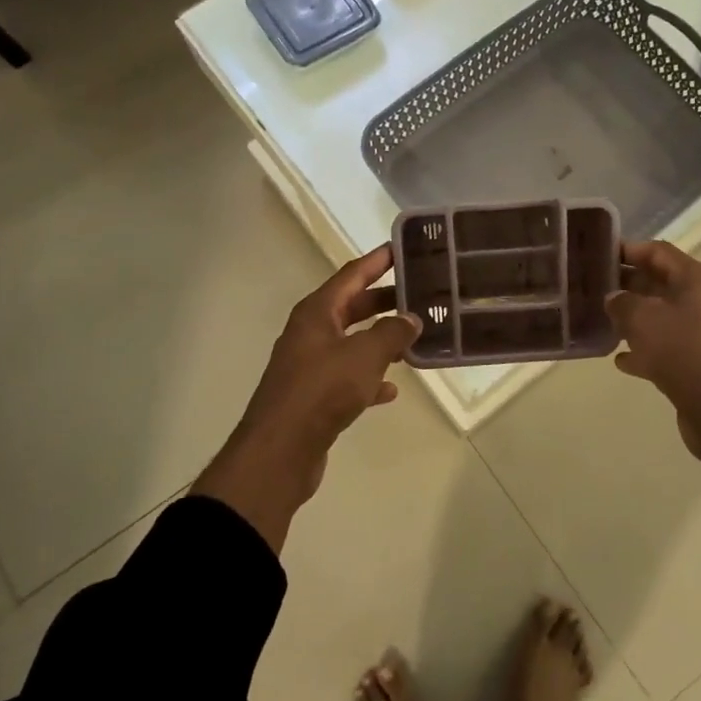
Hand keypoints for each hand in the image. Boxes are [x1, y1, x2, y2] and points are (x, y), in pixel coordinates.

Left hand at [193, 246, 419, 551]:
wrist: (280, 451)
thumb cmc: (322, 391)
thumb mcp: (365, 355)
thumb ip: (392, 333)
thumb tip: (411, 319)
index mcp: (316, 312)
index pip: (351, 275)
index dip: (377, 261)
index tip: (401, 248)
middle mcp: (310, 333)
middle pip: (352, 307)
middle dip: (384, 301)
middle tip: (420, 294)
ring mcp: (310, 365)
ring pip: (352, 342)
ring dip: (380, 340)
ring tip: (414, 339)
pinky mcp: (314, 396)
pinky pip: (348, 377)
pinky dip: (369, 377)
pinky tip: (391, 389)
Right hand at [606, 240, 700, 498]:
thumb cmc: (682, 350)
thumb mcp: (642, 318)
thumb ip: (622, 302)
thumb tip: (613, 298)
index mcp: (694, 280)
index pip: (657, 251)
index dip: (628, 249)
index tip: (598, 255)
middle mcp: (699, 301)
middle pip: (658, 283)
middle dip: (626, 284)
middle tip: (591, 287)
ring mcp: (698, 334)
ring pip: (658, 317)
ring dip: (631, 318)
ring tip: (599, 319)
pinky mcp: (694, 364)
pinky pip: (662, 349)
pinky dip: (642, 351)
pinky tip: (619, 359)